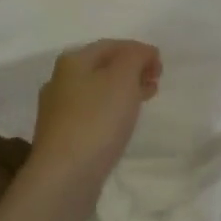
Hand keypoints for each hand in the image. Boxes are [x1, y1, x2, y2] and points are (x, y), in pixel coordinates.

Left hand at [27, 40, 161, 195]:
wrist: (65, 175)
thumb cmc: (97, 120)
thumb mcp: (123, 78)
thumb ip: (136, 57)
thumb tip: (143, 52)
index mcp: (73, 61)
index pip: (112, 45)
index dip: (139, 50)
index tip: (161, 67)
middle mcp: (60, 80)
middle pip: (103, 67)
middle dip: (132, 70)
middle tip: (156, 82)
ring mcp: (58, 110)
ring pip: (98, 91)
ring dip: (124, 91)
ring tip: (145, 102)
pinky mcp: (62, 136)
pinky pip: (93, 113)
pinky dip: (112, 111)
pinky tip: (122, 124)